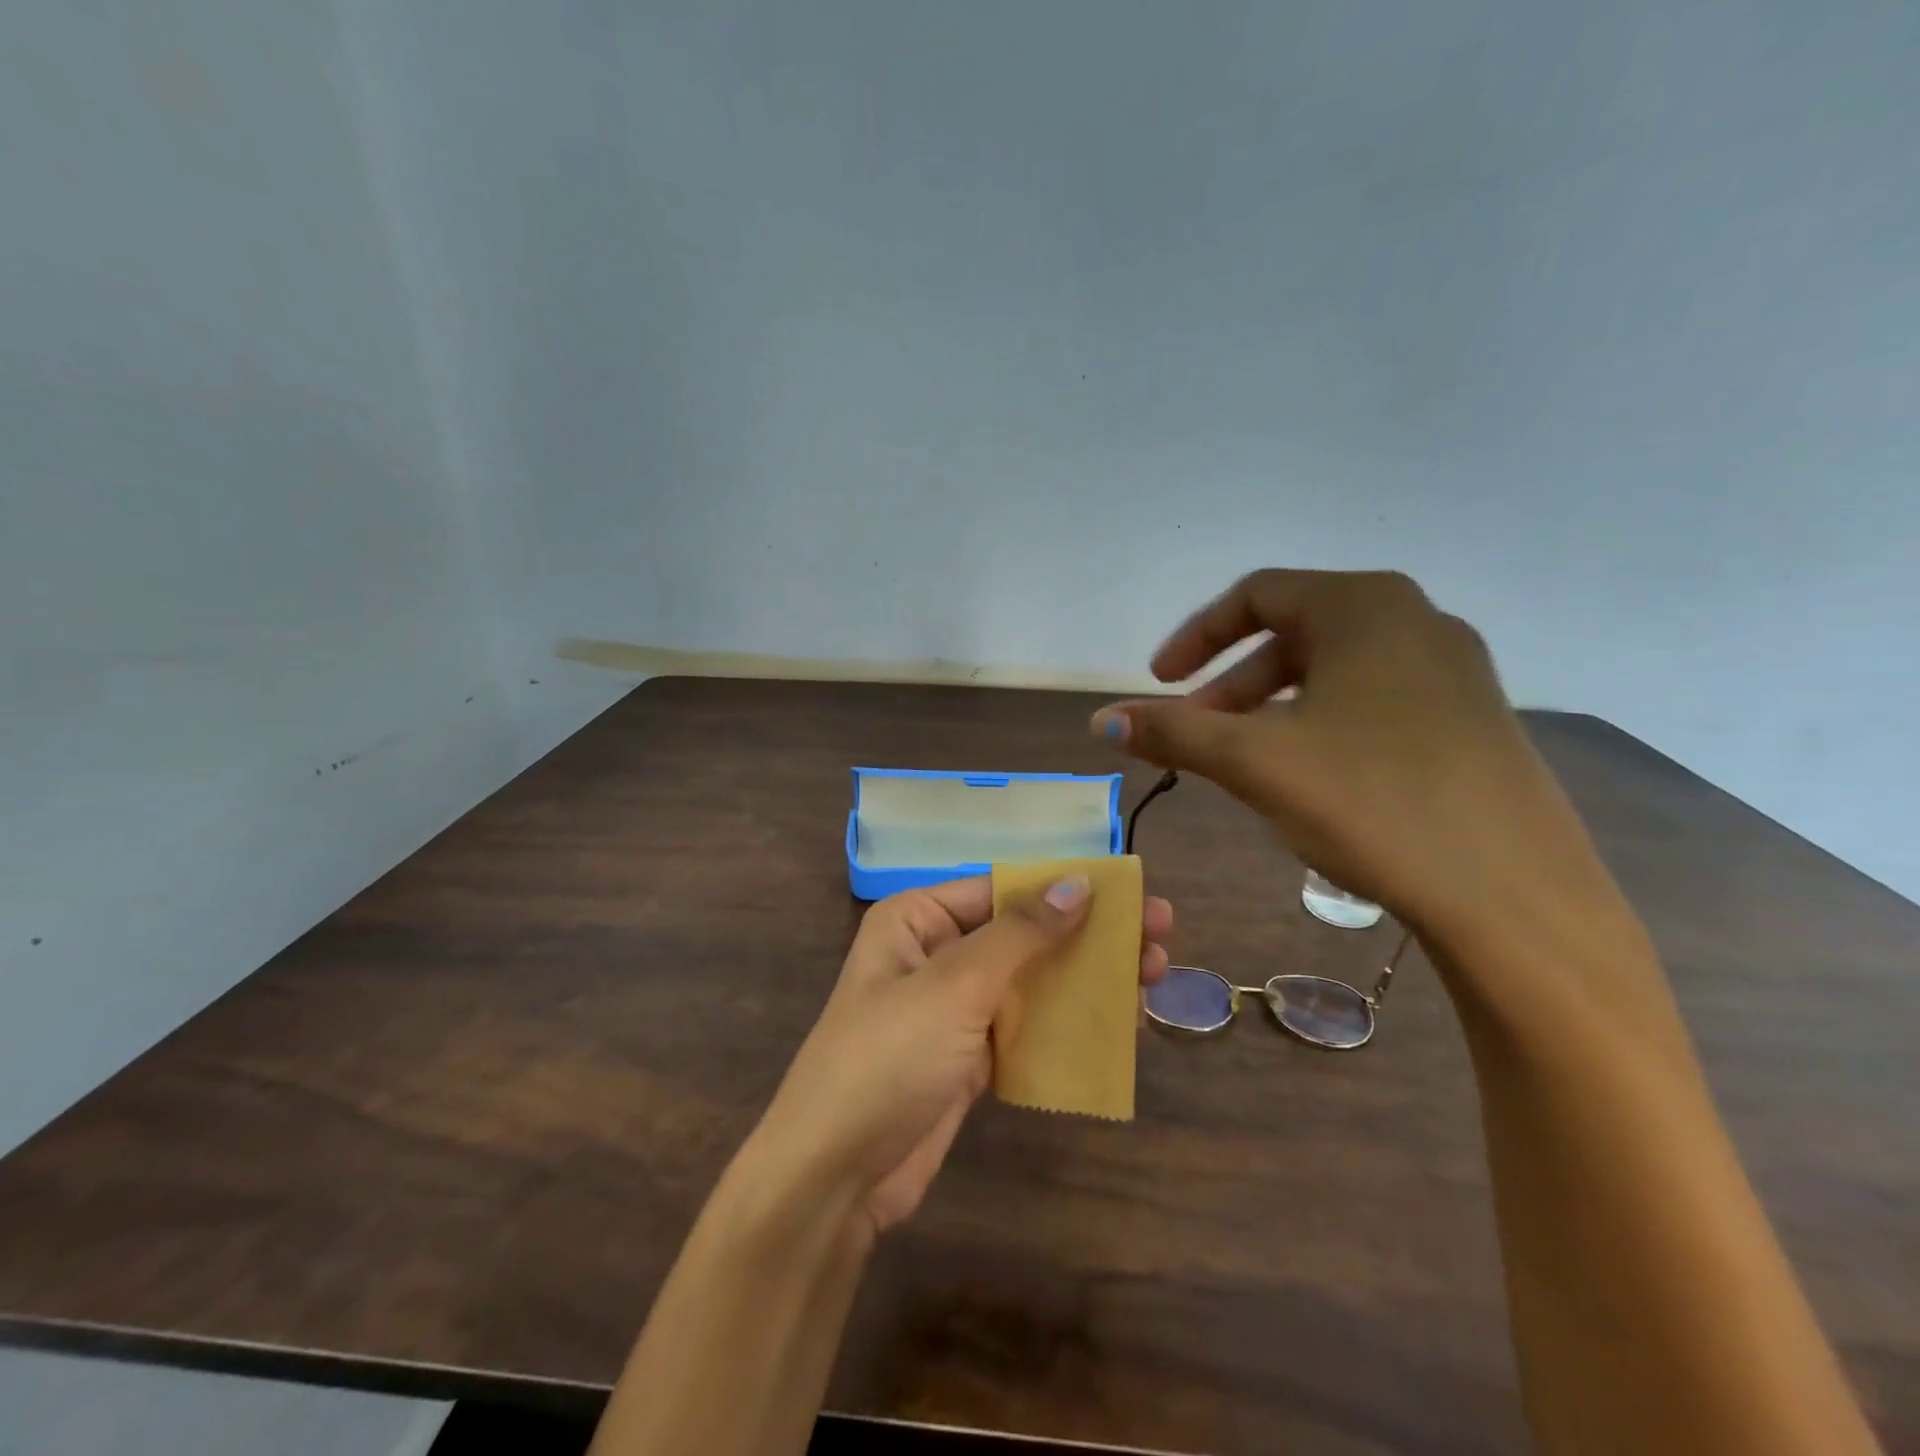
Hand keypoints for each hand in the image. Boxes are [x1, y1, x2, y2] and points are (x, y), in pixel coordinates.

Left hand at [747, 876, 1172, 1237]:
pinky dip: (1070, 1023)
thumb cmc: (887, 1056)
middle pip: (1025, 933)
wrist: (834, 1174)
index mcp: (919, 919)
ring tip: (1155, 974)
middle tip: (1161, 931)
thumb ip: (1019, 934)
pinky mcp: (971, 1057)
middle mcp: (937, 954)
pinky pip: (1029, 1027)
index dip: (1065, 886)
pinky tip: (1121, 1022)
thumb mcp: (953, 984)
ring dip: (1088, 977)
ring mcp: (955, 1008)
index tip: (1127, 890)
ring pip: (1033, 981)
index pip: (1002, 888)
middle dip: (1090, 933)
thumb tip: (1077, 884)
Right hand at [1090, 569, 1610, 954]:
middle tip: (1196, 729)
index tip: (1158, 682)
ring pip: (1335, 670)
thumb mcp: (1255, 762)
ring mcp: (1455, 671)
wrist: (1514, 897)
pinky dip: (1322, 724)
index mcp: (1366, 607)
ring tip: (1245, 759)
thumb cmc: (1372, 802)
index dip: (1195, 636)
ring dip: (1273, 706)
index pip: (1257, 595)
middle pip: (1295, 632)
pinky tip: (1312, 779)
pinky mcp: (1474, 720)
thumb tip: (1100, 721)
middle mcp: (1417, 620)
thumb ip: (1172, 732)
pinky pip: (1375, 701)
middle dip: (1232, 681)